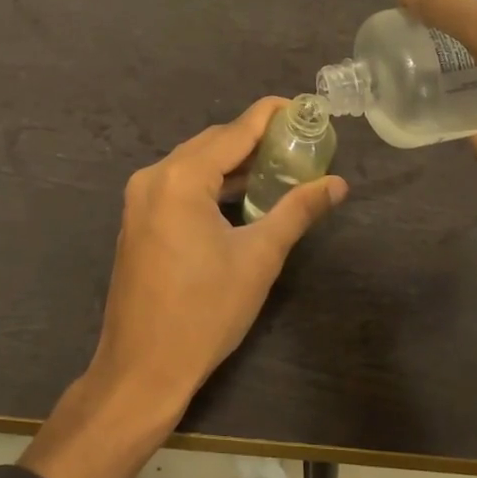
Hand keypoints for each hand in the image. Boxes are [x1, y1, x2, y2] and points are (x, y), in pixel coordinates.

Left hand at [94, 95, 348, 415]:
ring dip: (233, 163)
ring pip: (194, 163)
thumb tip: (338, 184)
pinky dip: (211, 183)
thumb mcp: (258, 258)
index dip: (270, 116)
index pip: (234, 132)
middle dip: (254, 139)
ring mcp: (140, 199)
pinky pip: (179, 185)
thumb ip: (297, 211)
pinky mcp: (138, 220)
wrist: (142, 370)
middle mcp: (154, 177)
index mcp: (180, 178)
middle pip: (212, 143)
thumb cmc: (204, 312)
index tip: (303, 107)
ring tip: (278, 166)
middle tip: (299, 142)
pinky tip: (241, 195)